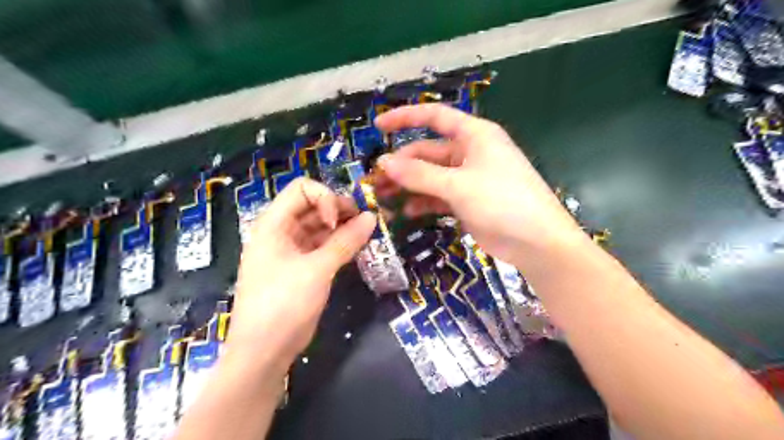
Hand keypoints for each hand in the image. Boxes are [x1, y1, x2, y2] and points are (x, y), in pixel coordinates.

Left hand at [231, 176, 376, 372]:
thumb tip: (372, 217)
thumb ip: (346, 241)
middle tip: (365, 222)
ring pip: (321, 226)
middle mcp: (281, 231)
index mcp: (274, 224)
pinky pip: (323, 245)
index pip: (302, 189)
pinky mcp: (302, 267)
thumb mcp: (317, 270)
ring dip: (343, 227)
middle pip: (313, 206)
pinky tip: (358, 247)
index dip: (325, 198)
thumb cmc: (283, 304)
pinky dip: (340, 244)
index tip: (339, 221)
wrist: (264, 351)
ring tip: (367, 234)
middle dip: (340, 210)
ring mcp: (292, 250)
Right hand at [377, 103, 584, 267]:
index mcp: (474, 135)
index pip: (434, 116)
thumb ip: (419, 174)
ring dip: (409, 185)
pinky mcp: (468, 201)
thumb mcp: (458, 185)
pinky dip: (423, 202)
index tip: (378, 127)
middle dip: (402, 165)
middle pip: (428, 152)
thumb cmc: (502, 201)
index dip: (405, 118)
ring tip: (384, 197)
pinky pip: (439, 196)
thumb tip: (383, 162)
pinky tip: (407, 211)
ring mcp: (469, 178)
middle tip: (375, 181)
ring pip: (431, 176)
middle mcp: (470, 152)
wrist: (537, 242)